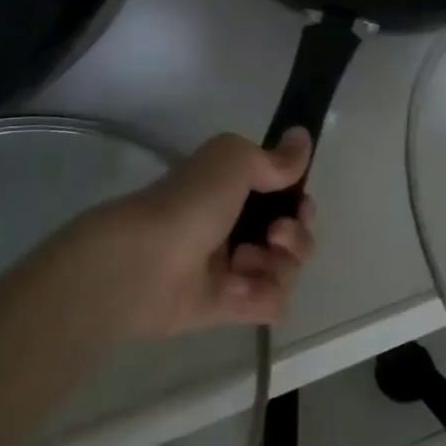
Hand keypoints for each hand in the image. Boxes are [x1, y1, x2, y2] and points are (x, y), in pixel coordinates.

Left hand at [59, 129, 317, 339]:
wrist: (141, 263)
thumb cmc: (189, 203)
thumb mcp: (233, 160)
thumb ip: (275, 157)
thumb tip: (303, 137)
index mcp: (236, 192)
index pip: (286, 198)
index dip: (300, 200)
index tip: (298, 200)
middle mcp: (238, 229)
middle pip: (295, 235)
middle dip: (297, 233)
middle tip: (276, 234)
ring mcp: (235, 271)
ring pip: (288, 270)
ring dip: (279, 263)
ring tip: (244, 260)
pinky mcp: (230, 308)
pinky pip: (272, 305)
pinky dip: (263, 295)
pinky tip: (238, 288)